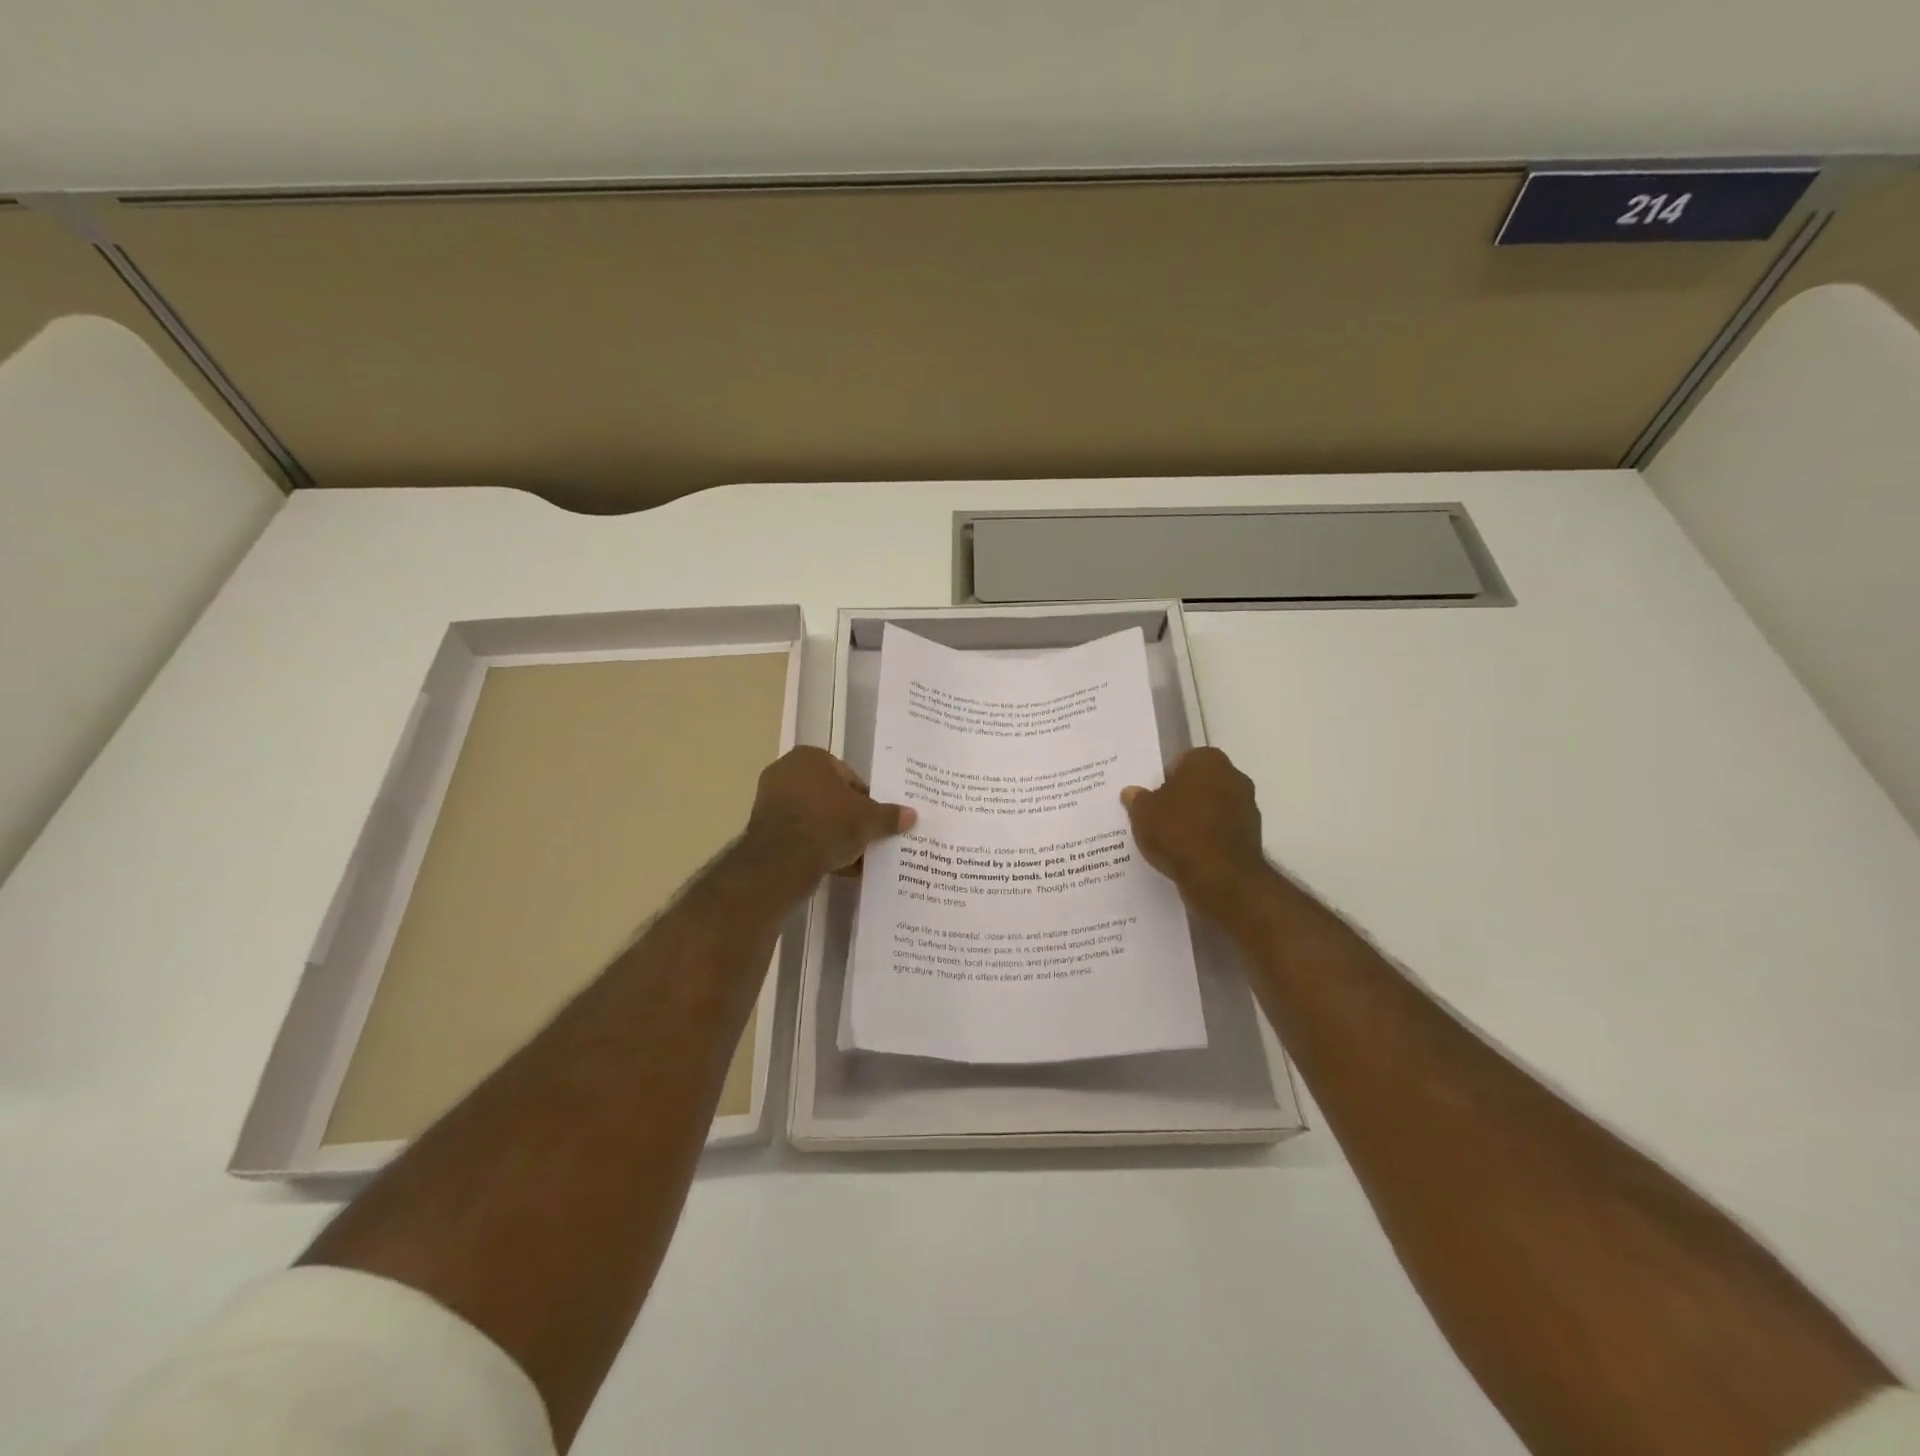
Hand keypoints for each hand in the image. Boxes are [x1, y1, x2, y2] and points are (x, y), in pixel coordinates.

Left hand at [745, 747, 915, 878]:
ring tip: (854, 858)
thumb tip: (911, 815)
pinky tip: (835, 867)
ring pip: (814, 818)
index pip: (849, 776)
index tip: (876, 820)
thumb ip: (889, 816)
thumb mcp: (868, 820)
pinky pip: (799, 835)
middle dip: (848, 818)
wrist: (782, 860)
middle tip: (867, 838)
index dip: (866, 800)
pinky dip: (815, 847)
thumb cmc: (828, 824)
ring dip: (833, 835)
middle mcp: (786, 771)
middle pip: (830, 797)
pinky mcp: (762, 829)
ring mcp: (770, 800)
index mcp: (811, 757)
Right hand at [1121, 747, 1269, 913]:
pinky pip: (1222, 831)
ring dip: (1197, 819)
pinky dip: (1209, 839)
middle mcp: (1234, 776)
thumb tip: (1132, 792)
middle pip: (1200, 783)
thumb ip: (1137, 799)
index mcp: (1208, 760)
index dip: (1164, 779)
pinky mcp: (1253, 836)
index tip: (1151, 799)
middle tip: (1158, 817)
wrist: (1220, 877)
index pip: (1181, 761)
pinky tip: (1190, 854)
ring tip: (1172, 840)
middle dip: (1183, 797)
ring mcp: (1248, 807)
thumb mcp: (1142, 813)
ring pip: (1213, 808)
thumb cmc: (1178, 832)